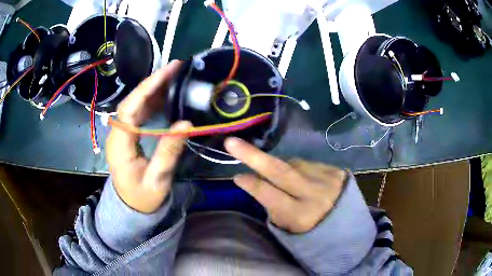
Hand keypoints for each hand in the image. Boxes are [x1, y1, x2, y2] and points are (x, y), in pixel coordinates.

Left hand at [107, 61, 191, 212]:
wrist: (132, 207)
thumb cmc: (143, 198)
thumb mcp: (158, 179)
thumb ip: (169, 152)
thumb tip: (186, 124)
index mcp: (120, 145)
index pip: (129, 108)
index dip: (147, 88)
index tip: (167, 72)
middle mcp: (117, 134)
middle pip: (132, 101)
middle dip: (152, 82)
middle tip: (176, 68)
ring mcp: (122, 134)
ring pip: (135, 105)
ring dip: (153, 89)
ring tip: (174, 77)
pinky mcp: (128, 136)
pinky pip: (139, 113)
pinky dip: (152, 102)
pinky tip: (166, 96)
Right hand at [225, 137, 345, 232]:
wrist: (348, 226)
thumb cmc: (312, 232)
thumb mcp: (288, 229)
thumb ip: (271, 206)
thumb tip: (254, 181)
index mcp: (300, 215)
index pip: (269, 194)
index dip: (251, 184)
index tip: (237, 176)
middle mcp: (315, 194)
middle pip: (280, 171)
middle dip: (253, 156)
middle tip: (231, 143)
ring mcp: (328, 178)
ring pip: (294, 164)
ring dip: (282, 167)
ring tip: (285, 179)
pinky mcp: (336, 170)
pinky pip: (308, 164)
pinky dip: (300, 169)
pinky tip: (303, 179)